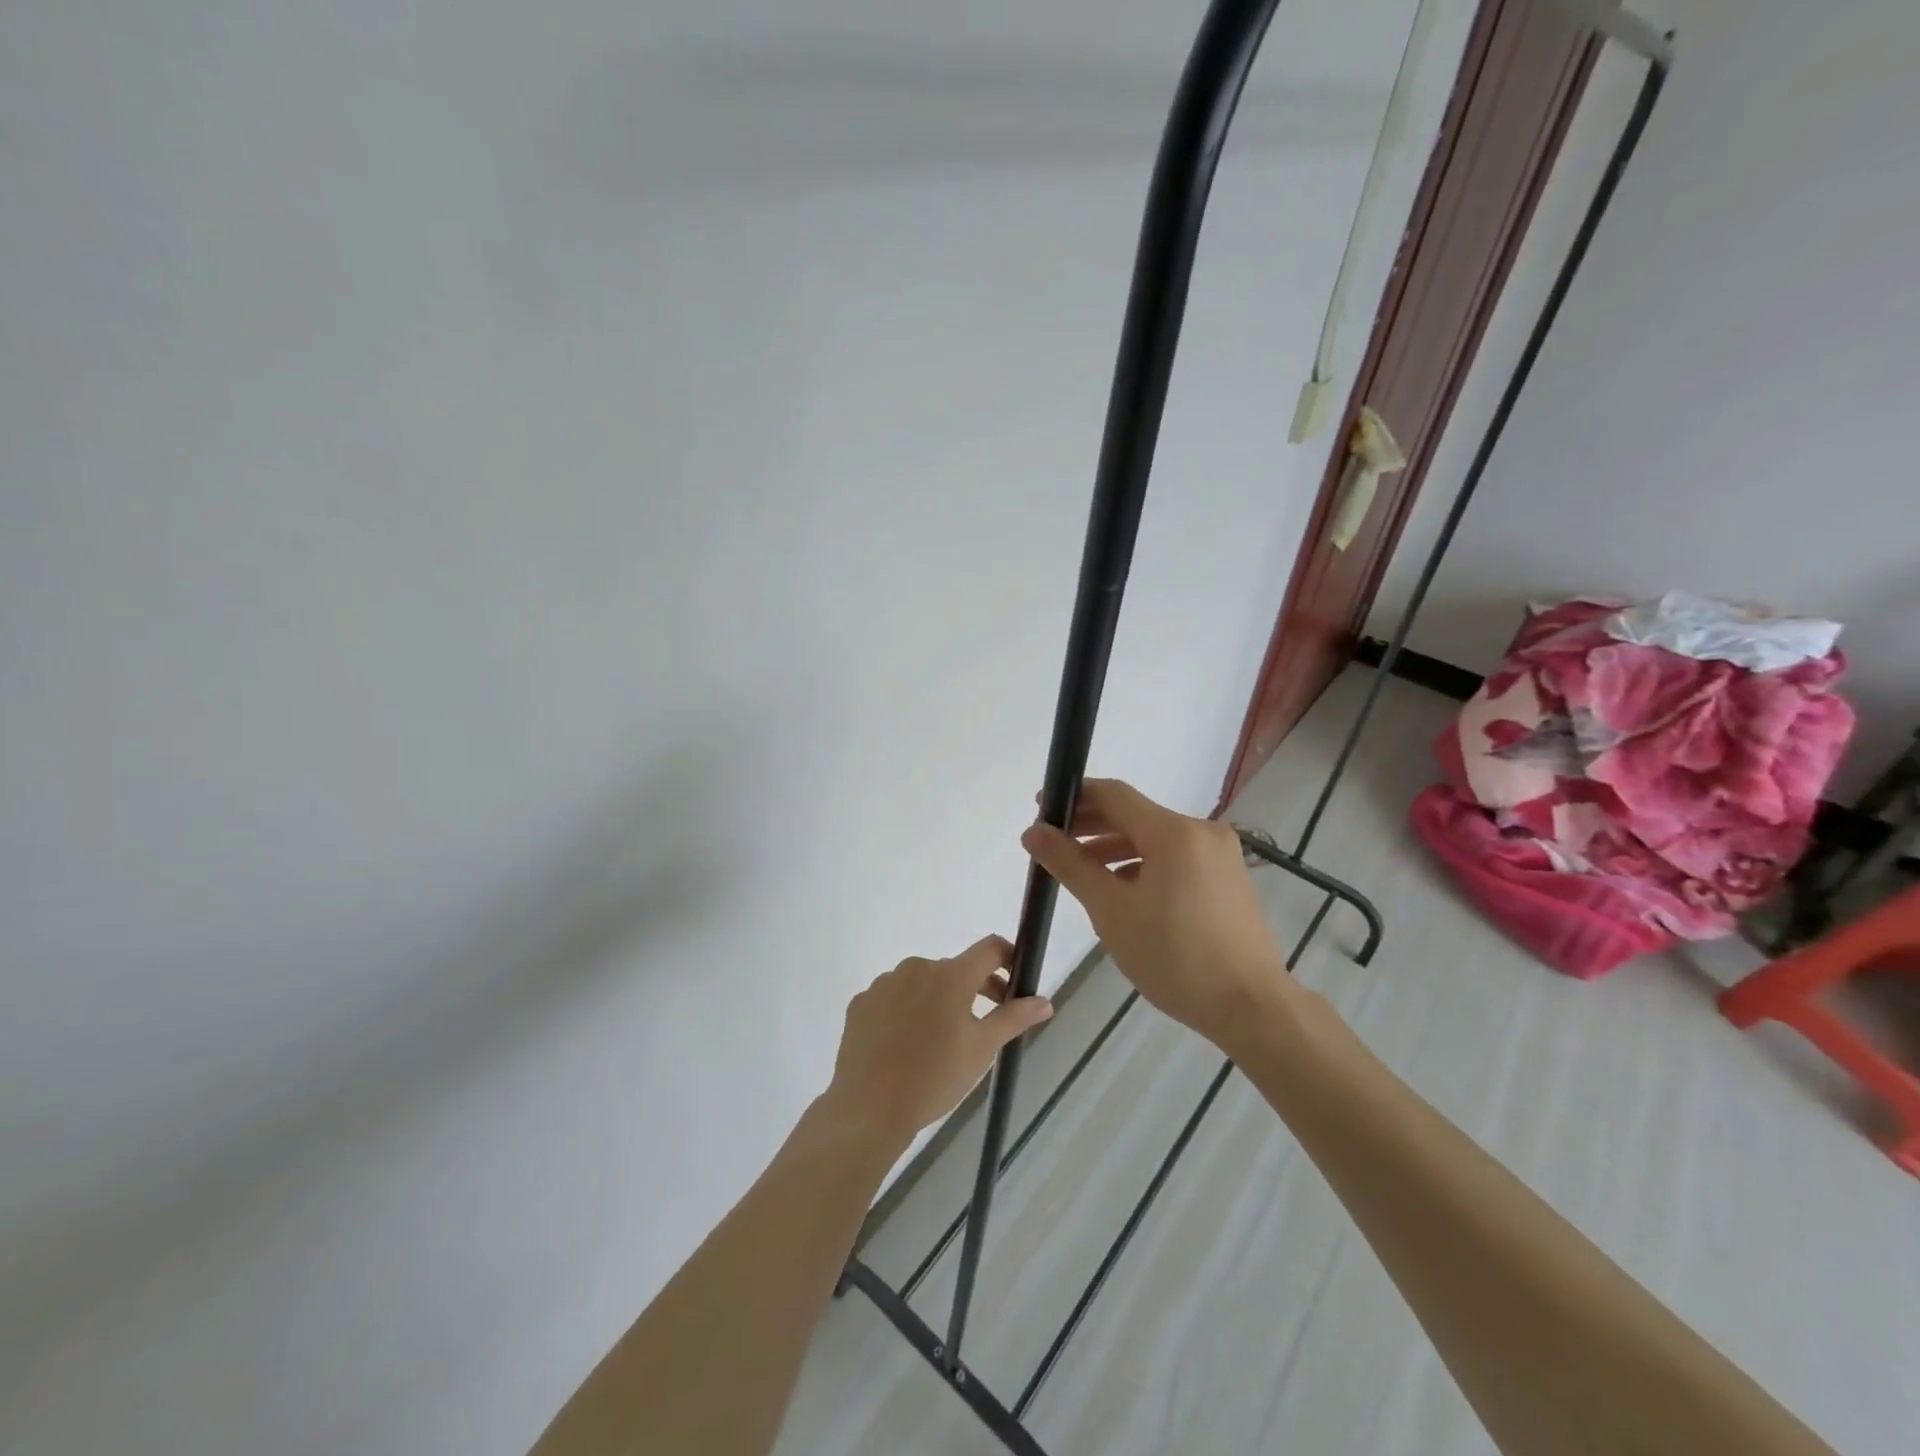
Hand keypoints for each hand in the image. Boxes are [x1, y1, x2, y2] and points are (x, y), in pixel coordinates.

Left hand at [822, 935, 1052, 1150]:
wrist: (869, 1108)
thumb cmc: (935, 1077)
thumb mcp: (982, 1048)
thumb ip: (1014, 1017)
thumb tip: (1044, 1001)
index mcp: (950, 975)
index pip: (990, 948)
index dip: (1009, 958)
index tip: (1016, 982)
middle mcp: (917, 967)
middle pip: (956, 968)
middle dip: (975, 989)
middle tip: (985, 1023)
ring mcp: (884, 983)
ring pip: (922, 984)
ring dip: (938, 1001)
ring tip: (940, 1041)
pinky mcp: (861, 1002)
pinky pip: (893, 998)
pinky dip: (906, 1012)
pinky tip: (906, 1045)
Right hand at [1021, 779, 1290, 1050]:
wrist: (1250, 1007)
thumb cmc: (1174, 956)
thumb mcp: (1110, 910)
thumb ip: (1070, 864)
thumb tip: (1033, 832)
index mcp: (1174, 832)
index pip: (1114, 795)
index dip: (1074, 797)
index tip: (1042, 810)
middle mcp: (1201, 832)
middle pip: (1136, 815)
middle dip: (1092, 825)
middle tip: (1054, 842)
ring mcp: (1220, 856)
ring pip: (1156, 839)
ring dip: (1116, 848)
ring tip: (1082, 871)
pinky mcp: (1228, 880)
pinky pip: (1176, 859)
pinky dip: (1144, 866)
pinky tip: (1123, 892)